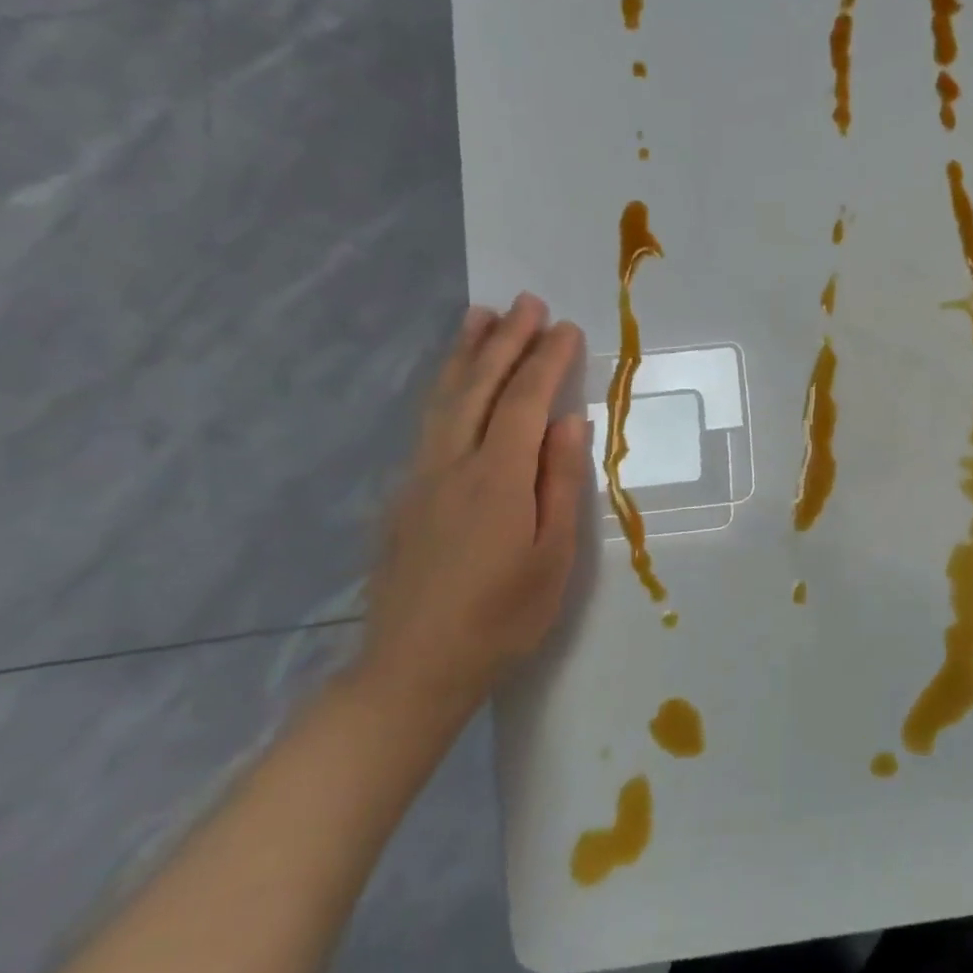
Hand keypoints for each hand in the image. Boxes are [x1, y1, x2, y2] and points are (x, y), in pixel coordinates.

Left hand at [356, 295, 588, 726]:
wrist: (414, 669)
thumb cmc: (502, 618)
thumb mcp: (553, 557)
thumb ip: (560, 482)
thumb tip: (569, 421)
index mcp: (497, 479)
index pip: (524, 402)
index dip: (547, 360)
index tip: (567, 327)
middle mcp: (452, 464)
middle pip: (479, 387)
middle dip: (506, 341)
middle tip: (527, 303)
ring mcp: (420, 477)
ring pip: (443, 399)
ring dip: (465, 353)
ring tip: (480, 316)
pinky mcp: (403, 495)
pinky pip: (428, 422)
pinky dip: (444, 387)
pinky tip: (453, 381)